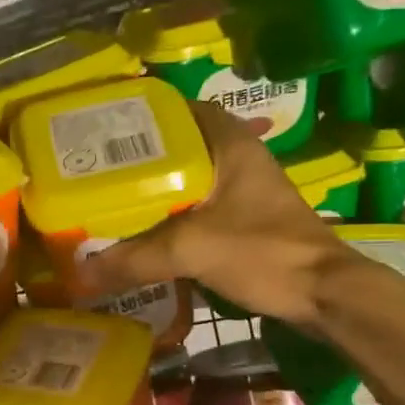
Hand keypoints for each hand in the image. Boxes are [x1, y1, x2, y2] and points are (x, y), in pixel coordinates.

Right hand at [75, 102, 356, 329]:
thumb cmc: (264, 253)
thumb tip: (81, 272)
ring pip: (189, 177)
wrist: (323, 295)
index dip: (145, 114)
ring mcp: (245, 191)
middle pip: (180, 145)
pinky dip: (171, 213)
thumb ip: (135, 258)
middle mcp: (239, 159)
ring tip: (111, 196)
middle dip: (141, 156)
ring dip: (156, 187)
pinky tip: (144, 230)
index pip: (183, 109)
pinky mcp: (245, 220)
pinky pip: (198, 206)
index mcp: (231, 145)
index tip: (106, 127)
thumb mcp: (192, 250)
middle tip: (97, 166)